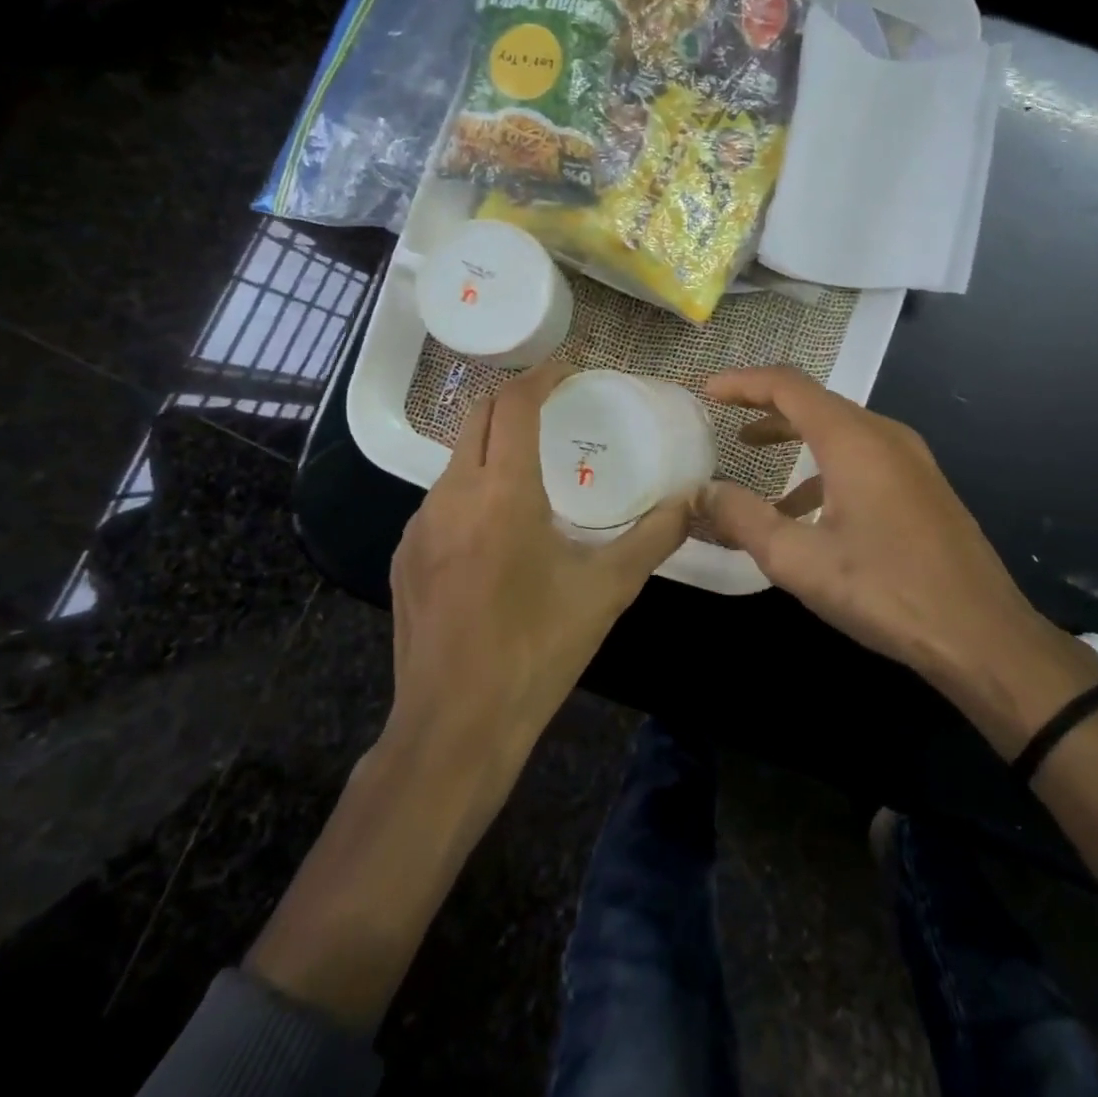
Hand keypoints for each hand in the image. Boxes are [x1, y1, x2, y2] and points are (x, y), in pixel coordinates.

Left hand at [389, 361, 691, 756]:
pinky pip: (441, 499)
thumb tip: (692, 501)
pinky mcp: (405, 555)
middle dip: (514, 399)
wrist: (456, 726)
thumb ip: (654, 537)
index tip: (568, 370)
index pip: (513, 405)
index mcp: (501, 493)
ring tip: (533, 465)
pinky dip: (473, 486)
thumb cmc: (538, 650)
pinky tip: (498, 527)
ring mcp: (419, 525)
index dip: (540, 376)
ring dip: (493, 444)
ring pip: (456, 458)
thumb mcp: (607, 590)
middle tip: (554, 406)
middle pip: (477, 417)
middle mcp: (451, 495)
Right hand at [699, 366, 1097, 744]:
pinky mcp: (922, 486)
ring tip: (753, 456)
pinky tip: (804, 509)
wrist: (983, 636)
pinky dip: (823, 467)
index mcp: (854, 439)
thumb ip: (744, 520)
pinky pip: (862, 457)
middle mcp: (885, 435)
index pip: (788, 386)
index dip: (743, 382)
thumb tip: (703, 493)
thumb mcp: (800, 560)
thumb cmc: (886, 591)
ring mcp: (911, 460)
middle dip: (765, 407)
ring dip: (793, 437)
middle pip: (815, 402)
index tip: (706, 392)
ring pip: (840, 430)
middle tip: (723, 420)